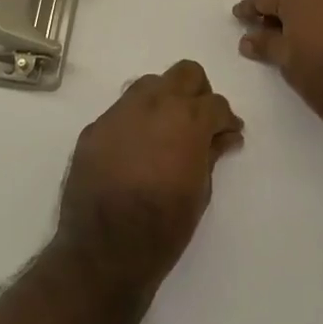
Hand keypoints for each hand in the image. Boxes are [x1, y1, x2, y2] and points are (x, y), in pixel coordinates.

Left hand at [56, 61, 243, 288]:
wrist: (103, 250)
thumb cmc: (163, 227)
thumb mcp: (200, 192)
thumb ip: (212, 154)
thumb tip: (224, 136)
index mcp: (186, 120)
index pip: (216, 103)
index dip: (226, 120)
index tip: (228, 135)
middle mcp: (153, 105)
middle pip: (185, 74)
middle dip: (198, 93)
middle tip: (199, 124)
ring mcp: (119, 113)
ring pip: (149, 85)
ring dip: (164, 100)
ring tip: (166, 133)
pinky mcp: (94, 128)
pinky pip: (121, 112)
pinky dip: (136, 122)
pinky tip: (136, 152)